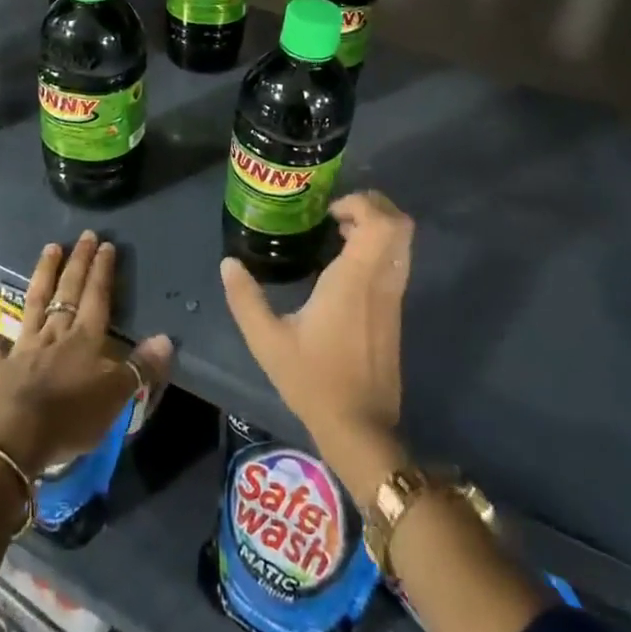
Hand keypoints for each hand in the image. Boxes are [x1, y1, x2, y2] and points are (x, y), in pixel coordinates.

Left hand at [0, 231, 173, 478]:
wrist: (14, 439)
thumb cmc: (69, 419)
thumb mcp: (116, 398)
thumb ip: (141, 367)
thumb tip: (166, 339)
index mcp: (85, 340)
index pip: (97, 297)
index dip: (103, 271)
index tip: (106, 245)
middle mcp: (54, 333)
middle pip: (68, 292)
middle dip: (78, 263)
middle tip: (84, 236)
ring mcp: (22, 345)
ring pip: (35, 302)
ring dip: (43, 274)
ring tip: (50, 248)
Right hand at [222, 191, 413, 496]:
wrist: (360, 428)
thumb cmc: (314, 381)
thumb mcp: (267, 340)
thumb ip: (245, 299)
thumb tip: (228, 263)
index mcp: (355, 280)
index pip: (381, 223)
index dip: (360, 203)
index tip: (328, 212)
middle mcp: (381, 281)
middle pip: (400, 224)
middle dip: (372, 206)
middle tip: (335, 214)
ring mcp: (393, 297)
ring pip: (402, 243)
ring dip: (375, 227)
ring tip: (336, 234)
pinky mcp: (394, 312)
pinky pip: (395, 262)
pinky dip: (377, 248)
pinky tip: (342, 264)